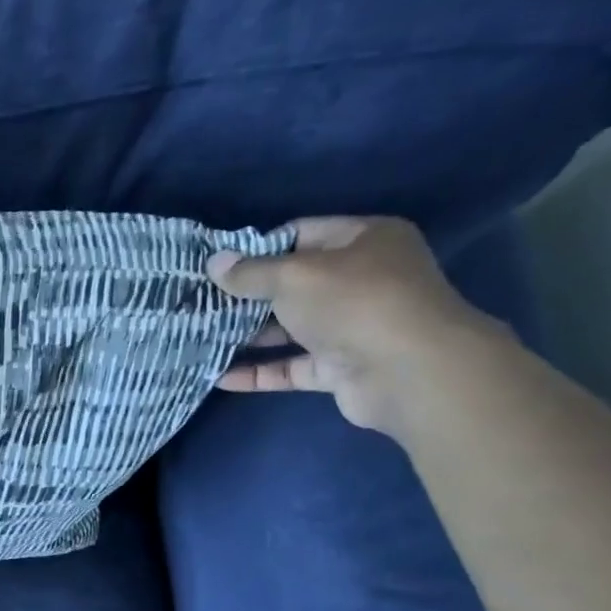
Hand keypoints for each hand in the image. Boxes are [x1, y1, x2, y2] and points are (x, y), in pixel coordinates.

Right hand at [206, 216, 499, 433]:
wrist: (408, 372)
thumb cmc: (353, 303)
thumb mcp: (293, 276)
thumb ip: (250, 272)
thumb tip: (213, 262)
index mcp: (364, 241)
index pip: (301, 234)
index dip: (258, 248)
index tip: (218, 266)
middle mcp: (363, 280)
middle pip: (294, 283)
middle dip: (248, 295)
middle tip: (202, 303)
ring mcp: (353, 326)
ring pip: (291, 328)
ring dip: (249, 335)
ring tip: (203, 338)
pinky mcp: (342, 368)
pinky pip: (292, 367)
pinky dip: (260, 372)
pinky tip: (220, 376)